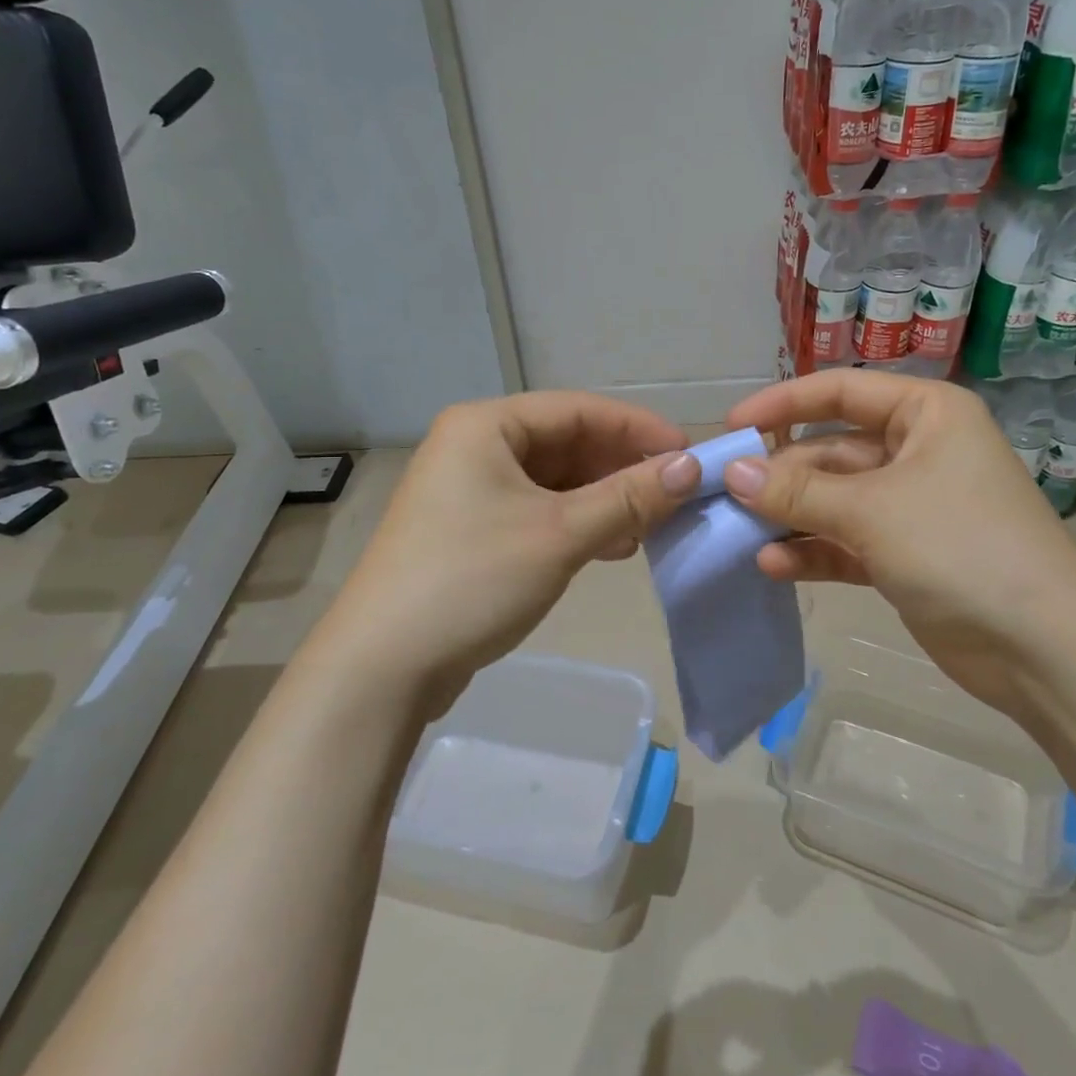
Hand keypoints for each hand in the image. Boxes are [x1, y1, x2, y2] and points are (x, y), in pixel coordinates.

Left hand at [311, 392, 700, 711]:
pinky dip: (577, 524)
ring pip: (555, 481)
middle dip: (622, 468)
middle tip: (675, 496)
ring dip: (604, 500)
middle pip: (567, 443)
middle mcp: (474, 447)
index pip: (579, 409)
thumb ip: (629, 497)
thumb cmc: (472, 579)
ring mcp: (469, 491)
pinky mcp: (472, 532)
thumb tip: (692, 467)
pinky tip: (612, 547)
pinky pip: (538, 511)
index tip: (690, 455)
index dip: (639, 429)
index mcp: (485, 425)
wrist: (383, 666)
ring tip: (649, 527)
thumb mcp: (560, 533)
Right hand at [721, 370, 1075, 716]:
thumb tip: (732, 472)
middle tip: (726, 495)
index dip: (783, 404)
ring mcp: (911, 507)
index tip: (733, 427)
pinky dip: (812, 550)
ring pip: (834, 500)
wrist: (1043, 647)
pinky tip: (773, 565)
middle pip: (831, 452)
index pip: (841, 392)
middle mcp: (918, 452)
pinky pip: (846, 542)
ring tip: (740, 533)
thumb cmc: (960, 547)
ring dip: (791, 516)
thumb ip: (797, 491)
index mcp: (925, 415)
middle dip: (781, 475)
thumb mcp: (871, 510)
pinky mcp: (904, 556)